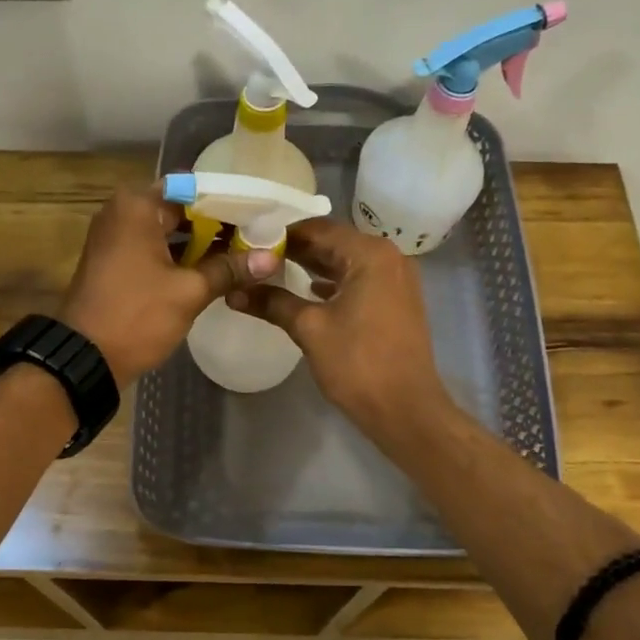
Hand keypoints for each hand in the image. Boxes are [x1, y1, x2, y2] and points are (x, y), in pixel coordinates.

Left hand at [57, 185, 278, 384]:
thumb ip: (229, 269)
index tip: (260, 214)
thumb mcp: (189, 291)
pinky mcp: (116, 260)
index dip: (229, 202)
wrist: (84, 358)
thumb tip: (271, 258)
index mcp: (137, 206)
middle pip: (182, 208)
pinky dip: (182, 256)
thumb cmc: (136, 315)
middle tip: (259, 235)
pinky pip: (156, 247)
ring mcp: (116, 236)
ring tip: (246, 252)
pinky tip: (215, 268)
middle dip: (218, 223)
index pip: (194, 189)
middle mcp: (123, 212)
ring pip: (169, 229)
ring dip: (202, 242)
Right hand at [227, 218, 456, 446]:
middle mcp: (388, 257)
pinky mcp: (397, 301)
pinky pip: (359, 280)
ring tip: (272, 272)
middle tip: (255, 256)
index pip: (318, 229)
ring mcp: (396, 279)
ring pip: (346, 262)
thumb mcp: (309, 329)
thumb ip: (272, 303)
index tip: (249, 240)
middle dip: (296, 250)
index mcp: (370, 254)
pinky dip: (333, 283)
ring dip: (313, 266)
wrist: (406, 410)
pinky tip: (307, 292)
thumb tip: (232, 292)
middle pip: (334, 242)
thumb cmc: (358, 363)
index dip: (282, 234)